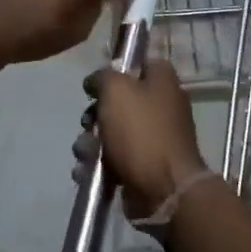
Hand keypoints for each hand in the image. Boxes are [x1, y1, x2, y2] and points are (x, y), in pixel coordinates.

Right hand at [74, 61, 207, 220]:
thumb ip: (103, 77)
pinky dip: (97, 166)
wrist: (163, 188)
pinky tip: (87, 172)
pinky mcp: (141, 167)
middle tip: (89, 122)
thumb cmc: (141, 131)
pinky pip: (111, 160)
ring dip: (90, 143)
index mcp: (163, 83)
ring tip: (88, 153)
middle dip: (95, 113)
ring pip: (110, 133)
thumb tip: (96, 81)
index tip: (98, 81)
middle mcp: (161, 108)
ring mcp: (152, 139)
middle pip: (119, 102)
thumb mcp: (117, 90)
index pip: (143, 63)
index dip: (119, 69)